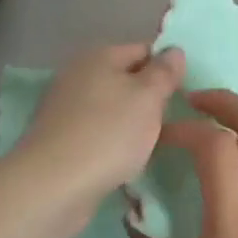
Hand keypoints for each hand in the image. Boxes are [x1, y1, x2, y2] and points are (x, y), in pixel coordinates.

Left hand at [15, 43, 185, 224]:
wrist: (52, 186)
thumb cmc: (108, 134)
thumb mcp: (148, 98)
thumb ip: (164, 72)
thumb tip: (174, 50)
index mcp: (99, 55)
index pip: (144, 50)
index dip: (166, 69)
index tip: (184, 95)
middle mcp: (78, 74)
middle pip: (125, 79)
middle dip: (148, 99)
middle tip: (171, 122)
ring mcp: (65, 107)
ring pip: (111, 108)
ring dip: (130, 124)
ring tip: (151, 146)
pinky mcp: (59, 139)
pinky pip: (96, 133)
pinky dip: (111, 144)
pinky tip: (123, 163)